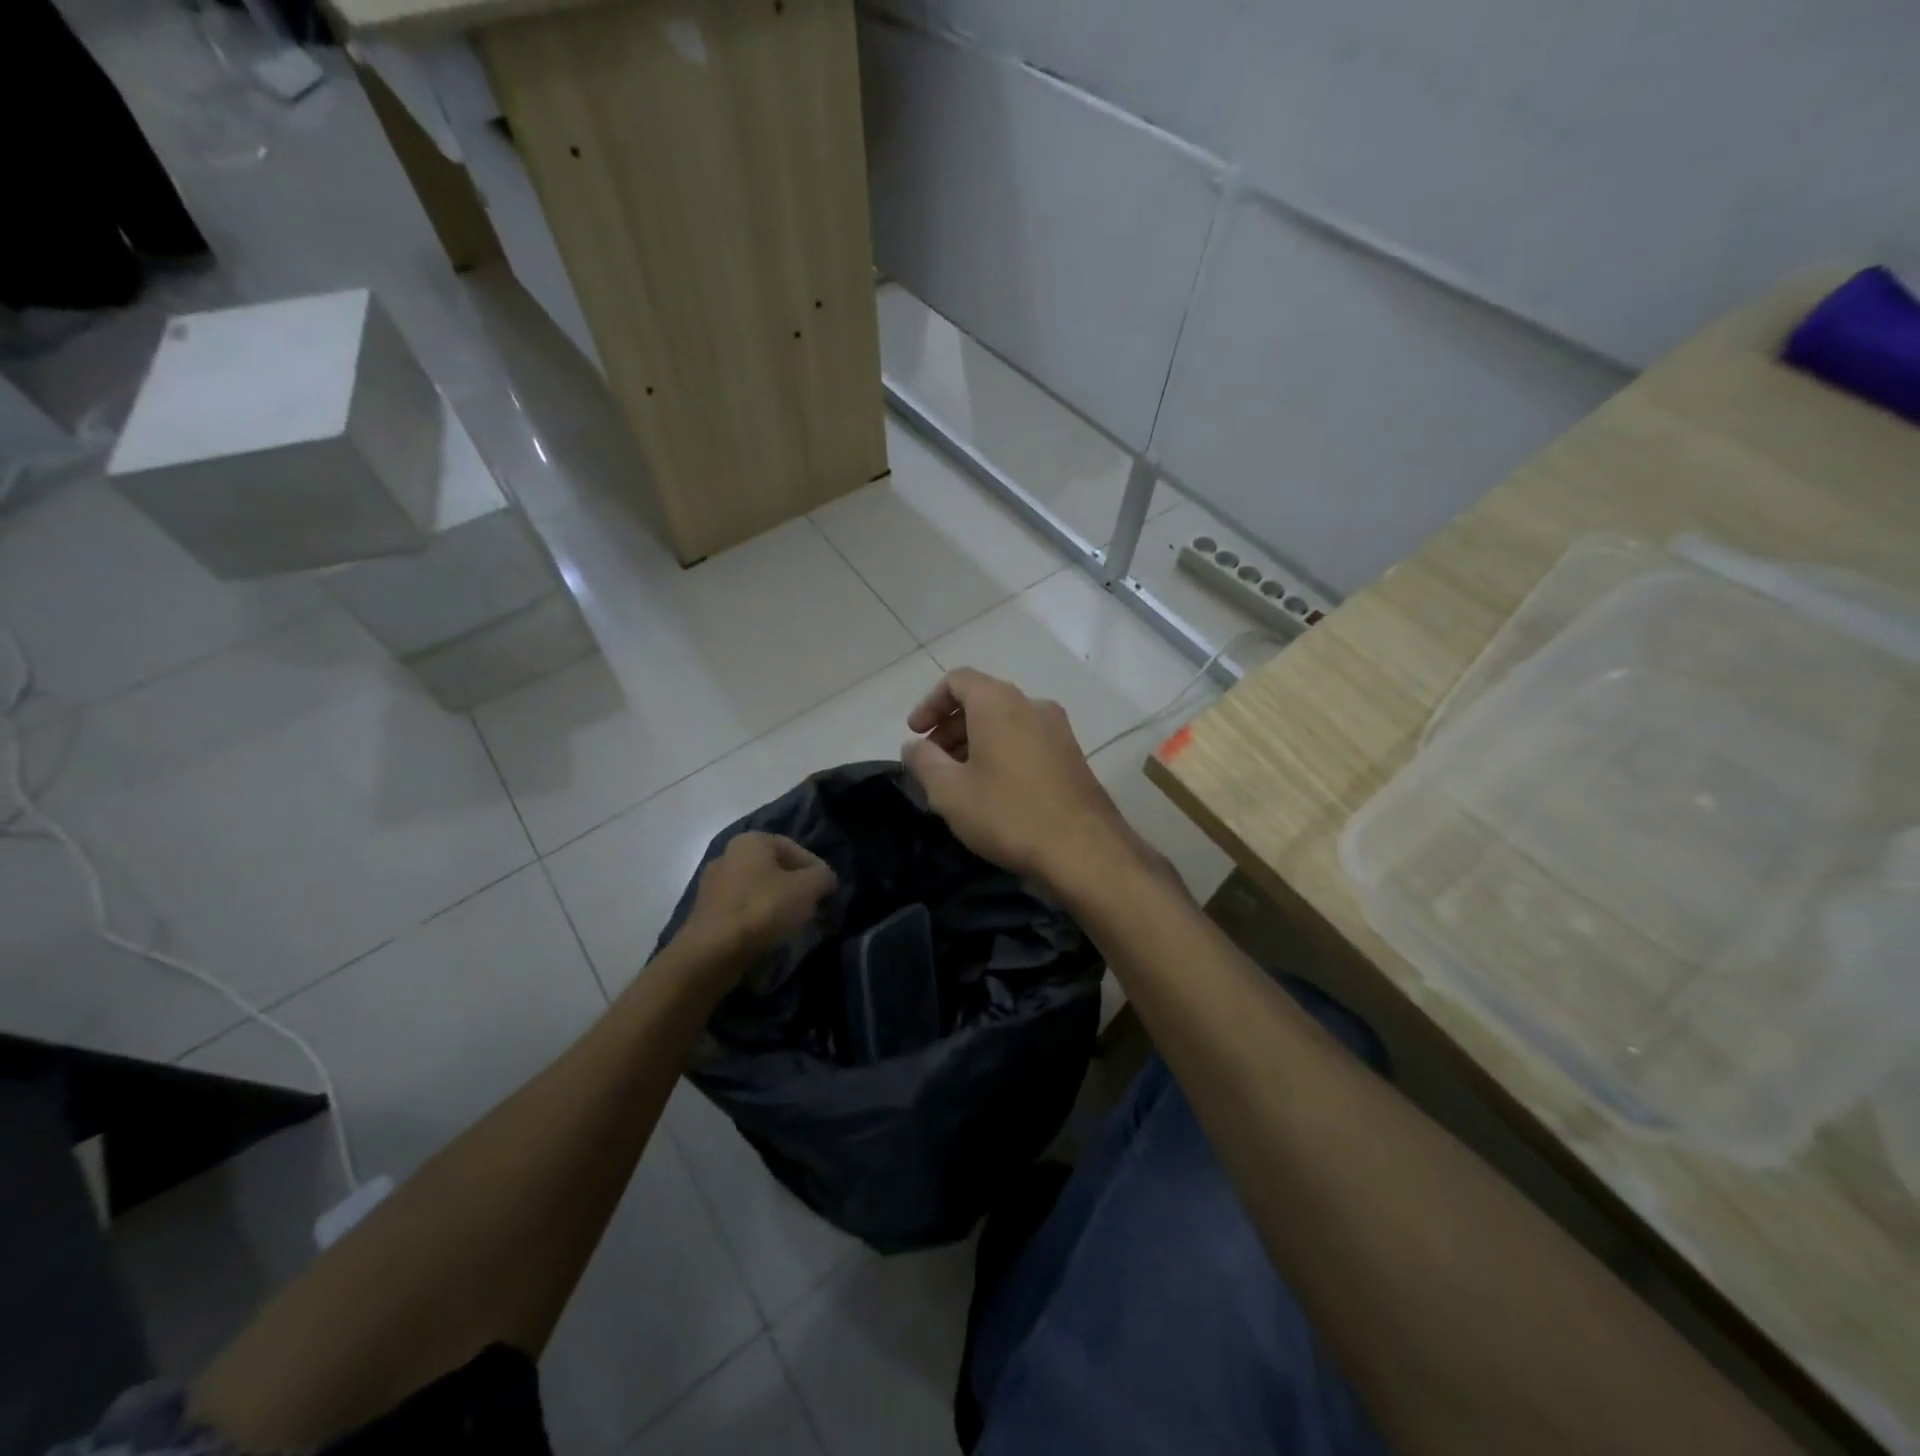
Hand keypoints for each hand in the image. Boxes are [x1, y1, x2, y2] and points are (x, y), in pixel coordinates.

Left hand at [675, 832, 836, 970]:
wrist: (711, 952)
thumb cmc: (763, 909)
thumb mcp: (808, 888)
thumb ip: (824, 877)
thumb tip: (826, 880)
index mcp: (751, 841)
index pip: (796, 849)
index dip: (817, 870)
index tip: (829, 893)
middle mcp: (728, 855)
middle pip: (776, 870)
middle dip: (799, 889)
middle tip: (816, 909)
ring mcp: (713, 885)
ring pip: (760, 891)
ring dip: (780, 905)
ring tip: (797, 926)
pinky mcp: (706, 913)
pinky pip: (743, 911)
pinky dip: (760, 920)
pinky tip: (771, 936)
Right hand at [901, 668, 1156, 890]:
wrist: (1084, 849)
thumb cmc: (1008, 813)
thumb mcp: (950, 791)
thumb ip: (923, 761)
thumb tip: (913, 745)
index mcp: (999, 703)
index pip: (957, 680)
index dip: (929, 703)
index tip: (915, 734)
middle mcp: (1032, 704)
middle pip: (982, 700)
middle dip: (951, 727)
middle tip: (932, 762)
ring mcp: (1058, 729)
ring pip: (1006, 722)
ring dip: (976, 742)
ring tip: (960, 780)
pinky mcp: (1073, 755)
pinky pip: (1027, 740)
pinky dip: (1002, 752)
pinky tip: (994, 790)